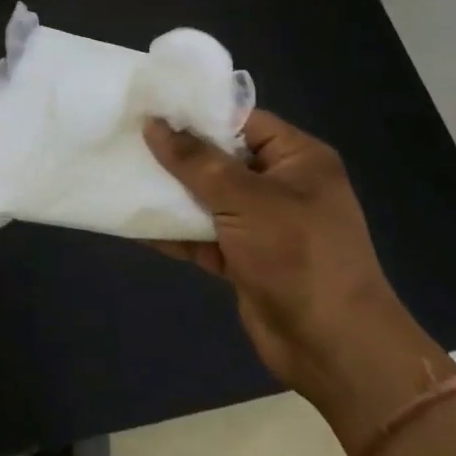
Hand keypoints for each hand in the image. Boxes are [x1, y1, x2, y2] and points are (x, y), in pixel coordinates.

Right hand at [144, 110, 446, 437]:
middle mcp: (282, 185)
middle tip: (126, 137)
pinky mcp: (246, 258)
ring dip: (170, 192)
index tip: (149, 105)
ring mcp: (263, 224)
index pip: (241, 120)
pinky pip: (203, 234)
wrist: (334, 349)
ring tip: (121, 173)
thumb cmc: (298, 256)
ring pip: (207, 197)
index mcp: (297, 159)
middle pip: (219, 157)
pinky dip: (174, 230)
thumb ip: (196, 160)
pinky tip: (134, 222)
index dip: (196, 112)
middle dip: (175, 152)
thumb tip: (153, 124)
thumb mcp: (245, 199)